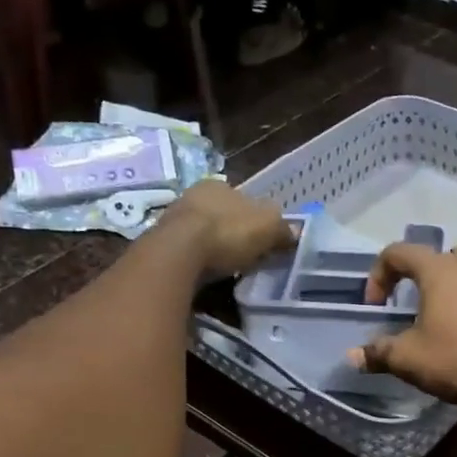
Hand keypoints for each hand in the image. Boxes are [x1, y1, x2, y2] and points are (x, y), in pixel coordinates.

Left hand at [159, 180, 293, 274]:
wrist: (179, 253)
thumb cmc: (228, 232)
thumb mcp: (269, 228)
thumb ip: (283, 228)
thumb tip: (294, 233)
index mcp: (220, 185)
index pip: (244, 199)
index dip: (257, 219)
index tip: (264, 239)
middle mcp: (194, 194)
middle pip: (222, 214)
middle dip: (234, 231)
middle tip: (247, 254)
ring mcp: (175, 217)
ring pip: (203, 231)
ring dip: (215, 245)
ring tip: (228, 266)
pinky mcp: (162, 242)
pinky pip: (189, 249)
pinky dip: (199, 258)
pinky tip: (207, 271)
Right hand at [353, 243, 456, 405]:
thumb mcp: (408, 359)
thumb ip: (379, 352)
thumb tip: (354, 356)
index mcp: (440, 270)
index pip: (400, 252)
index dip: (379, 274)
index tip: (376, 306)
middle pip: (446, 253)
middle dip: (426, 271)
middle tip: (418, 299)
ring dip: (455, 285)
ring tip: (444, 316)